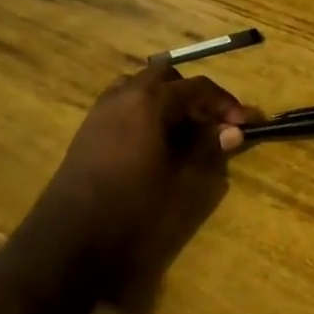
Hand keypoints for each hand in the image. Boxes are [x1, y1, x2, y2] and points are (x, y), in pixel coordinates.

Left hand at [34, 63, 255, 285]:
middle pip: (166, 77)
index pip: (198, 87)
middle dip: (192, 94)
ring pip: (140, 87)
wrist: (71, 236)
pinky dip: (144, 111)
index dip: (224, 103)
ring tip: (182, 130)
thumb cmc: (134, 206)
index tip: (242, 124)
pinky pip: (123, 103)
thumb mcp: (182, 180)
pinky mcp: (89, 129)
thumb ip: (207, 149)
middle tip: (210, 123)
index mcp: (150, 100)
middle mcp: (124, 94)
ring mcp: (102, 109)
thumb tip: (233, 132)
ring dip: (165, 99)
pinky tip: (154, 142)